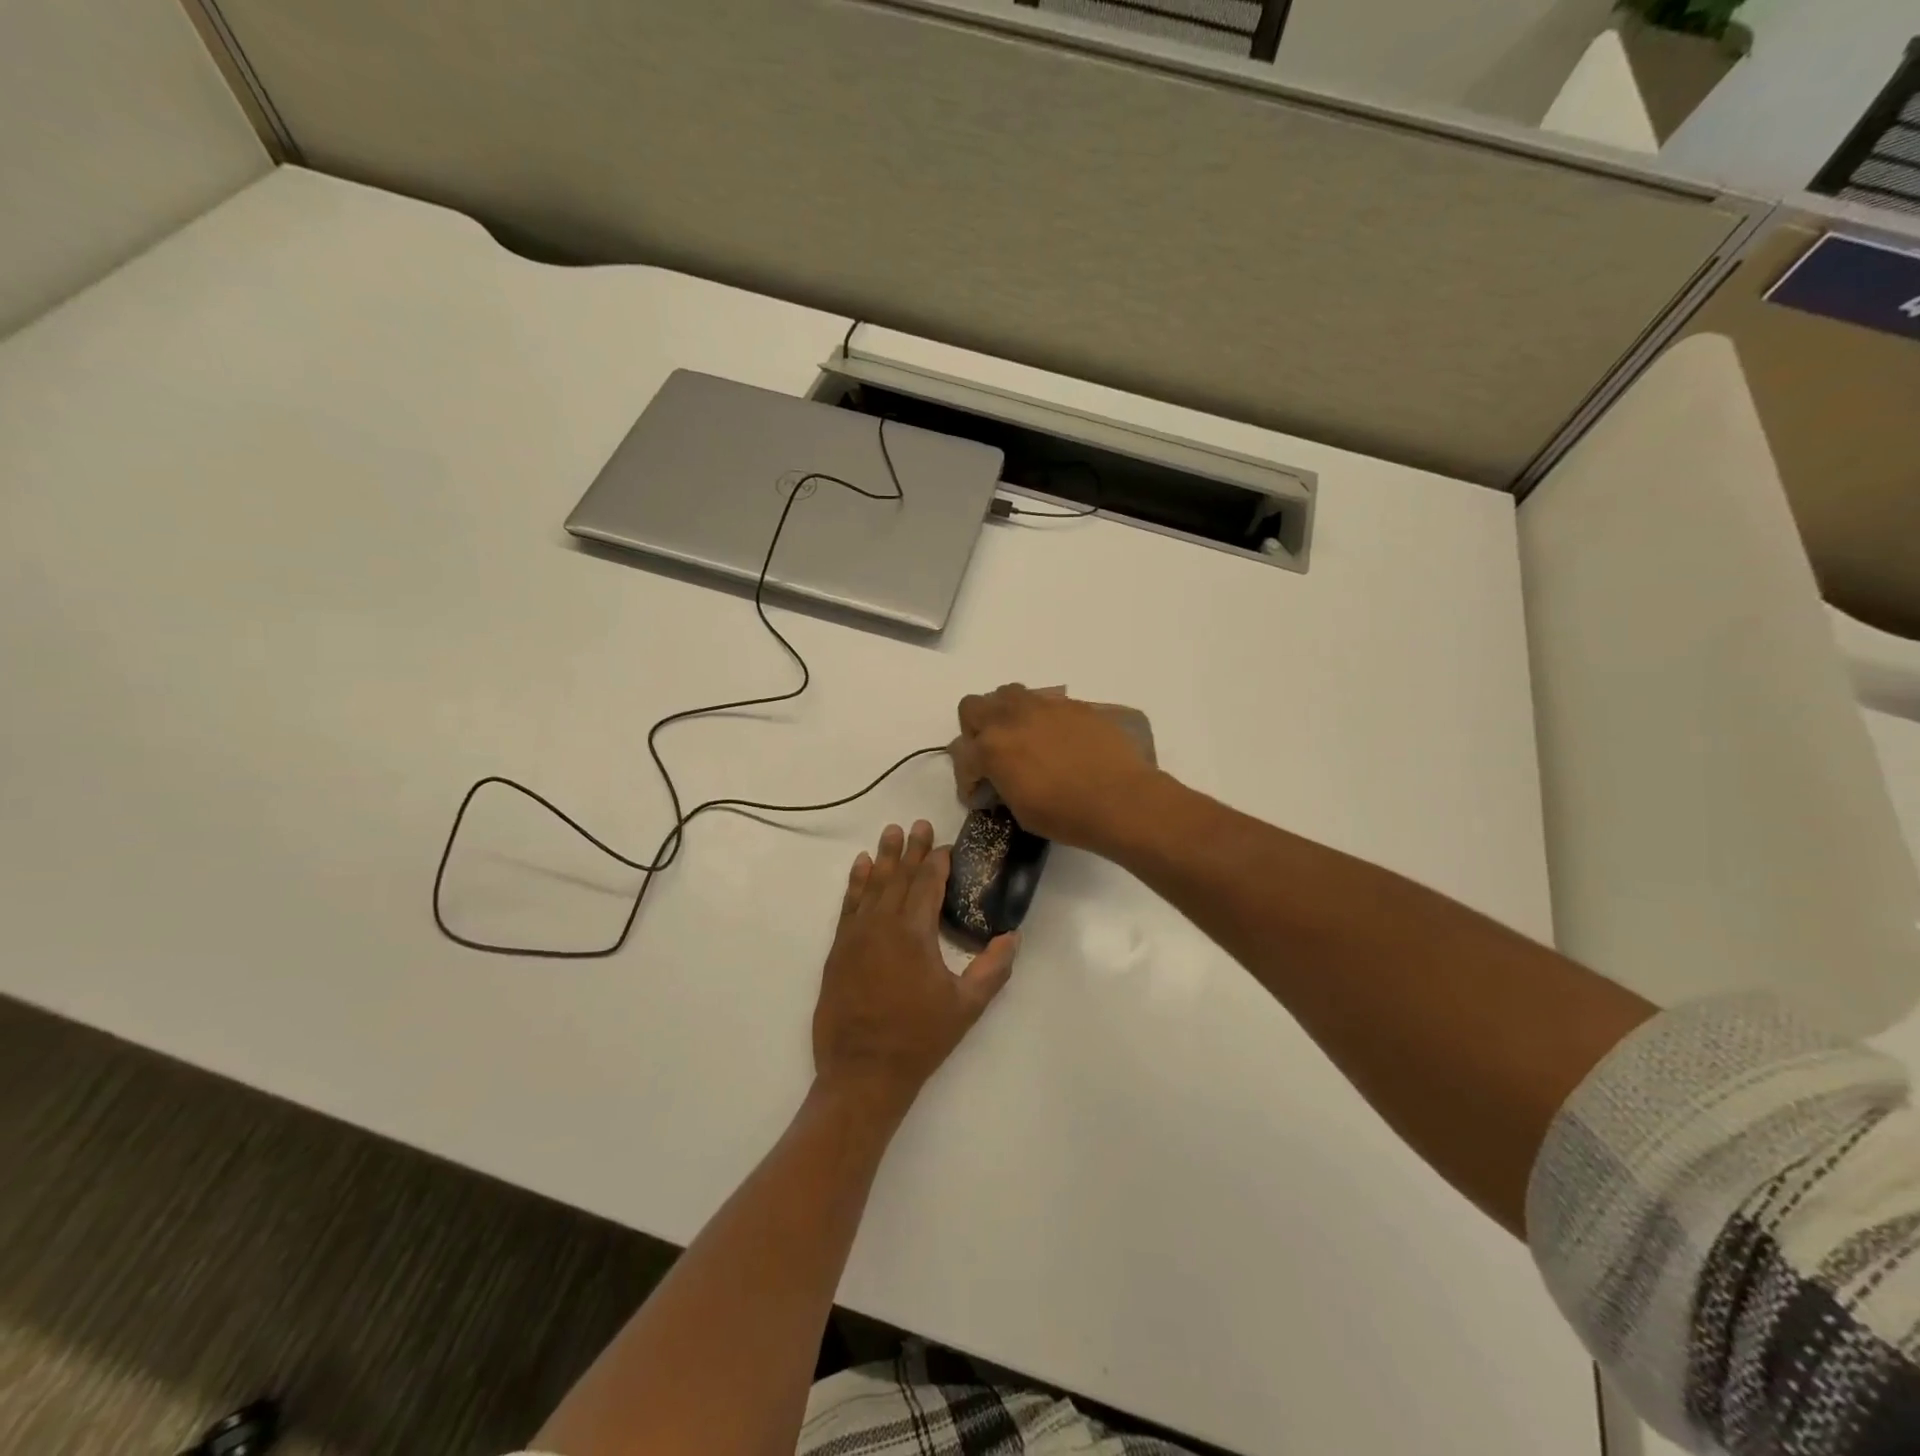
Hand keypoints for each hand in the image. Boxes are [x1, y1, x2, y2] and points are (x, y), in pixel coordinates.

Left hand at [813, 821, 1018, 1118]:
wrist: (861, 1072)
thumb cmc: (918, 1039)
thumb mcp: (966, 1007)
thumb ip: (992, 969)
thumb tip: (1013, 937)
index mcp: (914, 933)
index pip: (927, 884)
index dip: (938, 861)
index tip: (946, 844)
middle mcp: (882, 924)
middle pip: (900, 877)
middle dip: (912, 849)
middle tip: (919, 823)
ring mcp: (856, 935)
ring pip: (873, 885)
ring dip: (884, 857)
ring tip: (891, 832)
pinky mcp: (839, 949)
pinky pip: (849, 905)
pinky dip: (856, 882)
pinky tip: (861, 866)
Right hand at [951, 684, 1159, 849]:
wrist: (1122, 800)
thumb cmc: (1066, 815)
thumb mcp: (1020, 810)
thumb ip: (1001, 785)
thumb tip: (999, 779)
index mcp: (992, 748)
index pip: (961, 756)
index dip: (966, 780)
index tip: (978, 794)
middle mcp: (1011, 718)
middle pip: (972, 707)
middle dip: (974, 731)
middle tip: (990, 755)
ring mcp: (1044, 706)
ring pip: (1008, 694)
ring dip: (1005, 714)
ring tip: (1020, 738)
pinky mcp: (1073, 705)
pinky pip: (1045, 702)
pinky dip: (1041, 718)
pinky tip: (1057, 741)